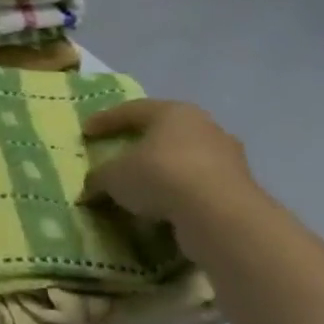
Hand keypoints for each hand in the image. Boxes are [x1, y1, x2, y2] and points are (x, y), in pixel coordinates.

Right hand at [82, 99, 257, 226]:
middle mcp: (205, 127)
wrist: (218, 213)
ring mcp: (227, 157)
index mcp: (173, 113)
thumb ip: (98, 178)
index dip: (105, 120)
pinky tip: (160, 210)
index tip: (86, 131)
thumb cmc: (159, 176)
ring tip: (139, 191)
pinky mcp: (238, 187)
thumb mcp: (112, 177)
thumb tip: (92, 188)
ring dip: (161, 173)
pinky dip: (177, 194)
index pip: (132, 110)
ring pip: (184, 159)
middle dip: (139, 145)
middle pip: (164, 132)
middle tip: (117, 157)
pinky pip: (197, 185)